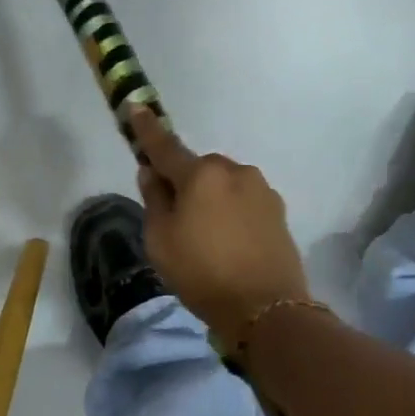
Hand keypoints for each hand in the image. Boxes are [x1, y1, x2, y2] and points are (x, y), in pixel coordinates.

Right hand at [130, 109, 310, 349]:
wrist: (267, 309)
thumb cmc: (203, 273)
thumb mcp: (161, 241)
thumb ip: (154, 199)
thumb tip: (152, 172)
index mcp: (201, 174)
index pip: (166, 146)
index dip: (147, 129)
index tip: (136, 106)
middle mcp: (233, 170)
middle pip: (198, 169)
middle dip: (185, 183)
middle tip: (176, 219)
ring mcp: (260, 188)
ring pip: (224, 184)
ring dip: (212, 199)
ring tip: (208, 239)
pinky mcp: (277, 209)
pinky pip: (244, 201)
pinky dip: (232, 212)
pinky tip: (231, 242)